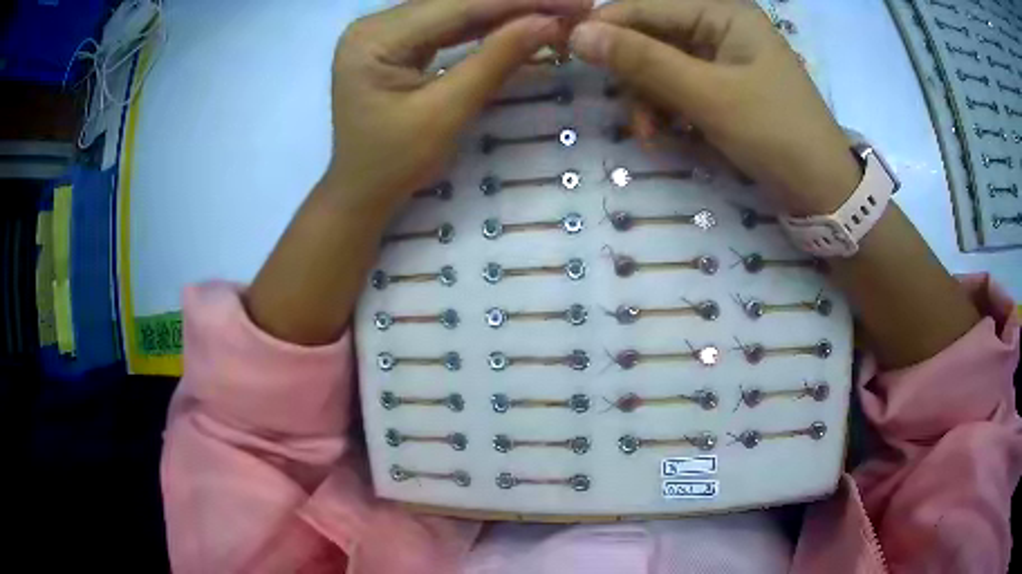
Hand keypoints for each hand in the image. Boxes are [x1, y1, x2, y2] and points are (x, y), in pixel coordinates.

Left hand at [328, 0, 588, 212]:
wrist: (360, 192)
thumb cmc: (394, 165)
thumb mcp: (446, 113)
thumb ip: (495, 60)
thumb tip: (549, 22)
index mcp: (376, 38)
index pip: (459, 6)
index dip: (521, 0)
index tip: (575, 1)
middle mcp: (375, 24)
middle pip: (457, 2)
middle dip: (518, 2)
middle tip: (575, 5)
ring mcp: (383, 31)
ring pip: (456, 9)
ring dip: (508, 10)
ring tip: (557, 11)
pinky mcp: (395, 41)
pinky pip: (448, 25)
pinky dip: (487, 24)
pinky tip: (522, 19)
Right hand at [568, 0, 859, 214]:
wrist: (823, 191)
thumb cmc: (776, 134)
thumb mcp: (709, 96)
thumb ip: (644, 61)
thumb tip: (578, 35)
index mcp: (722, 12)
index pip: (646, 6)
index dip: (606, 28)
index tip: (569, 55)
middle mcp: (719, 26)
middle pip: (651, 37)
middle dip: (635, 77)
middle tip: (633, 116)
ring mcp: (721, 57)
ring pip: (660, 66)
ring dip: (649, 101)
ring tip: (654, 137)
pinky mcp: (723, 86)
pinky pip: (678, 87)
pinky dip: (668, 112)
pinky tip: (671, 136)